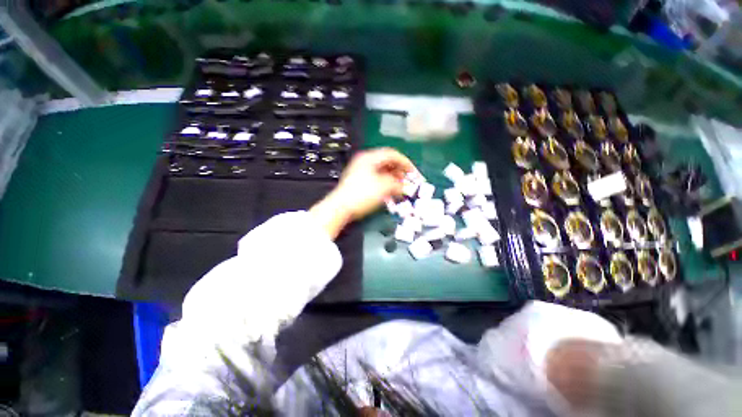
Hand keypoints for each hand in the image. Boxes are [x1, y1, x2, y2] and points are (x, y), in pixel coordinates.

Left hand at [310, 148, 416, 238]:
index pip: (392, 154)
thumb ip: (398, 184)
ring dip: (393, 179)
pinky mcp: (359, 182)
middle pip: (387, 162)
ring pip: (382, 171)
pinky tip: (390, 192)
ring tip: (401, 188)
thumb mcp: (383, 187)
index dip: (406, 163)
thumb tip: (406, 186)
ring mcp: (361, 171)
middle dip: (400, 172)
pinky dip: (385, 184)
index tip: (414, 173)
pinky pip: (376, 179)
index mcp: (370, 157)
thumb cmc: (362, 194)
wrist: (341, 207)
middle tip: (408, 181)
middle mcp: (365, 161)